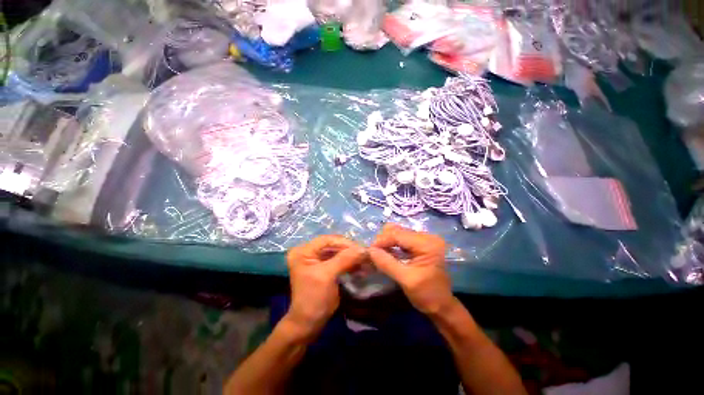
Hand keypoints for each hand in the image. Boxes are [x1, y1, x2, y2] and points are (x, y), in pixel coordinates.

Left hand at [285, 235, 366, 336]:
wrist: (309, 323)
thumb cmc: (313, 298)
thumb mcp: (327, 276)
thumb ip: (344, 259)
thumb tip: (363, 248)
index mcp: (303, 251)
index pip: (326, 240)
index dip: (343, 242)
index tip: (360, 247)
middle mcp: (309, 252)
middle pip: (333, 245)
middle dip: (349, 250)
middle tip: (365, 253)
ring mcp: (318, 260)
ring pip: (338, 253)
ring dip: (352, 256)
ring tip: (365, 260)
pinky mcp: (326, 268)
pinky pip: (340, 261)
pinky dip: (350, 263)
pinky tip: (361, 266)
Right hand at [369, 224, 454, 315]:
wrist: (441, 305)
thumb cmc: (427, 295)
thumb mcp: (406, 280)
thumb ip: (387, 263)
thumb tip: (369, 250)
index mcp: (427, 243)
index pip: (398, 234)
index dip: (381, 240)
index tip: (369, 251)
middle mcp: (427, 236)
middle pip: (397, 230)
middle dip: (383, 241)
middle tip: (374, 254)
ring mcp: (424, 239)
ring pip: (397, 233)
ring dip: (386, 242)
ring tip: (379, 254)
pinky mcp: (420, 243)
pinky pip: (401, 239)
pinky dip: (392, 245)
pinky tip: (387, 253)